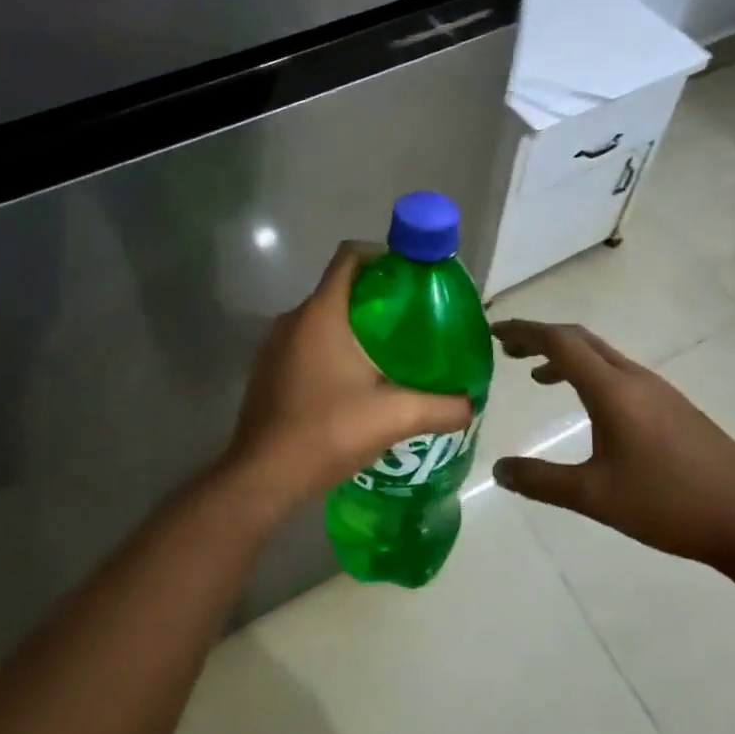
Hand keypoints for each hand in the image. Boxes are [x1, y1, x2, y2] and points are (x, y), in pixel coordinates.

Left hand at [222, 243, 472, 517]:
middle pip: (339, 288)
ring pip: (322, 318)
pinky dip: (332, 349)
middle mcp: (293, 319)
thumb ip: (440, 407)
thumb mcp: (394, 417)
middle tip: (412, 321)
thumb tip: (470, 403)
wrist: (263, 477)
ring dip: (354, 326)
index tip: (412, 278)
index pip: (350, 257)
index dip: (383, 257)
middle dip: (377, 298)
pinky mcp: (269, 371)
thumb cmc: (327, 431)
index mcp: (321, 314)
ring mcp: (275, 346)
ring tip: (390, 353)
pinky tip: (355, 382)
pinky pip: (306, 343)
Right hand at [490, 319, 734, 569]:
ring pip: (603, 357)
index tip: (493, 332)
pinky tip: (590, 409)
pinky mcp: (675, 408)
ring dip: (567, 357)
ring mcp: (660, 391)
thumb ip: (541, 481)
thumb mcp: (595, 497)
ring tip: (538, 377)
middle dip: (542, 338)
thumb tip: (498, 470)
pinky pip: (621, 375)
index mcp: (613, 389)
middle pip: (581, 340)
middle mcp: (635, 378)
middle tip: (508, 351)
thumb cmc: (668, 504)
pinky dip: (591, 375)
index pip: (560, 342)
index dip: (524, 332)